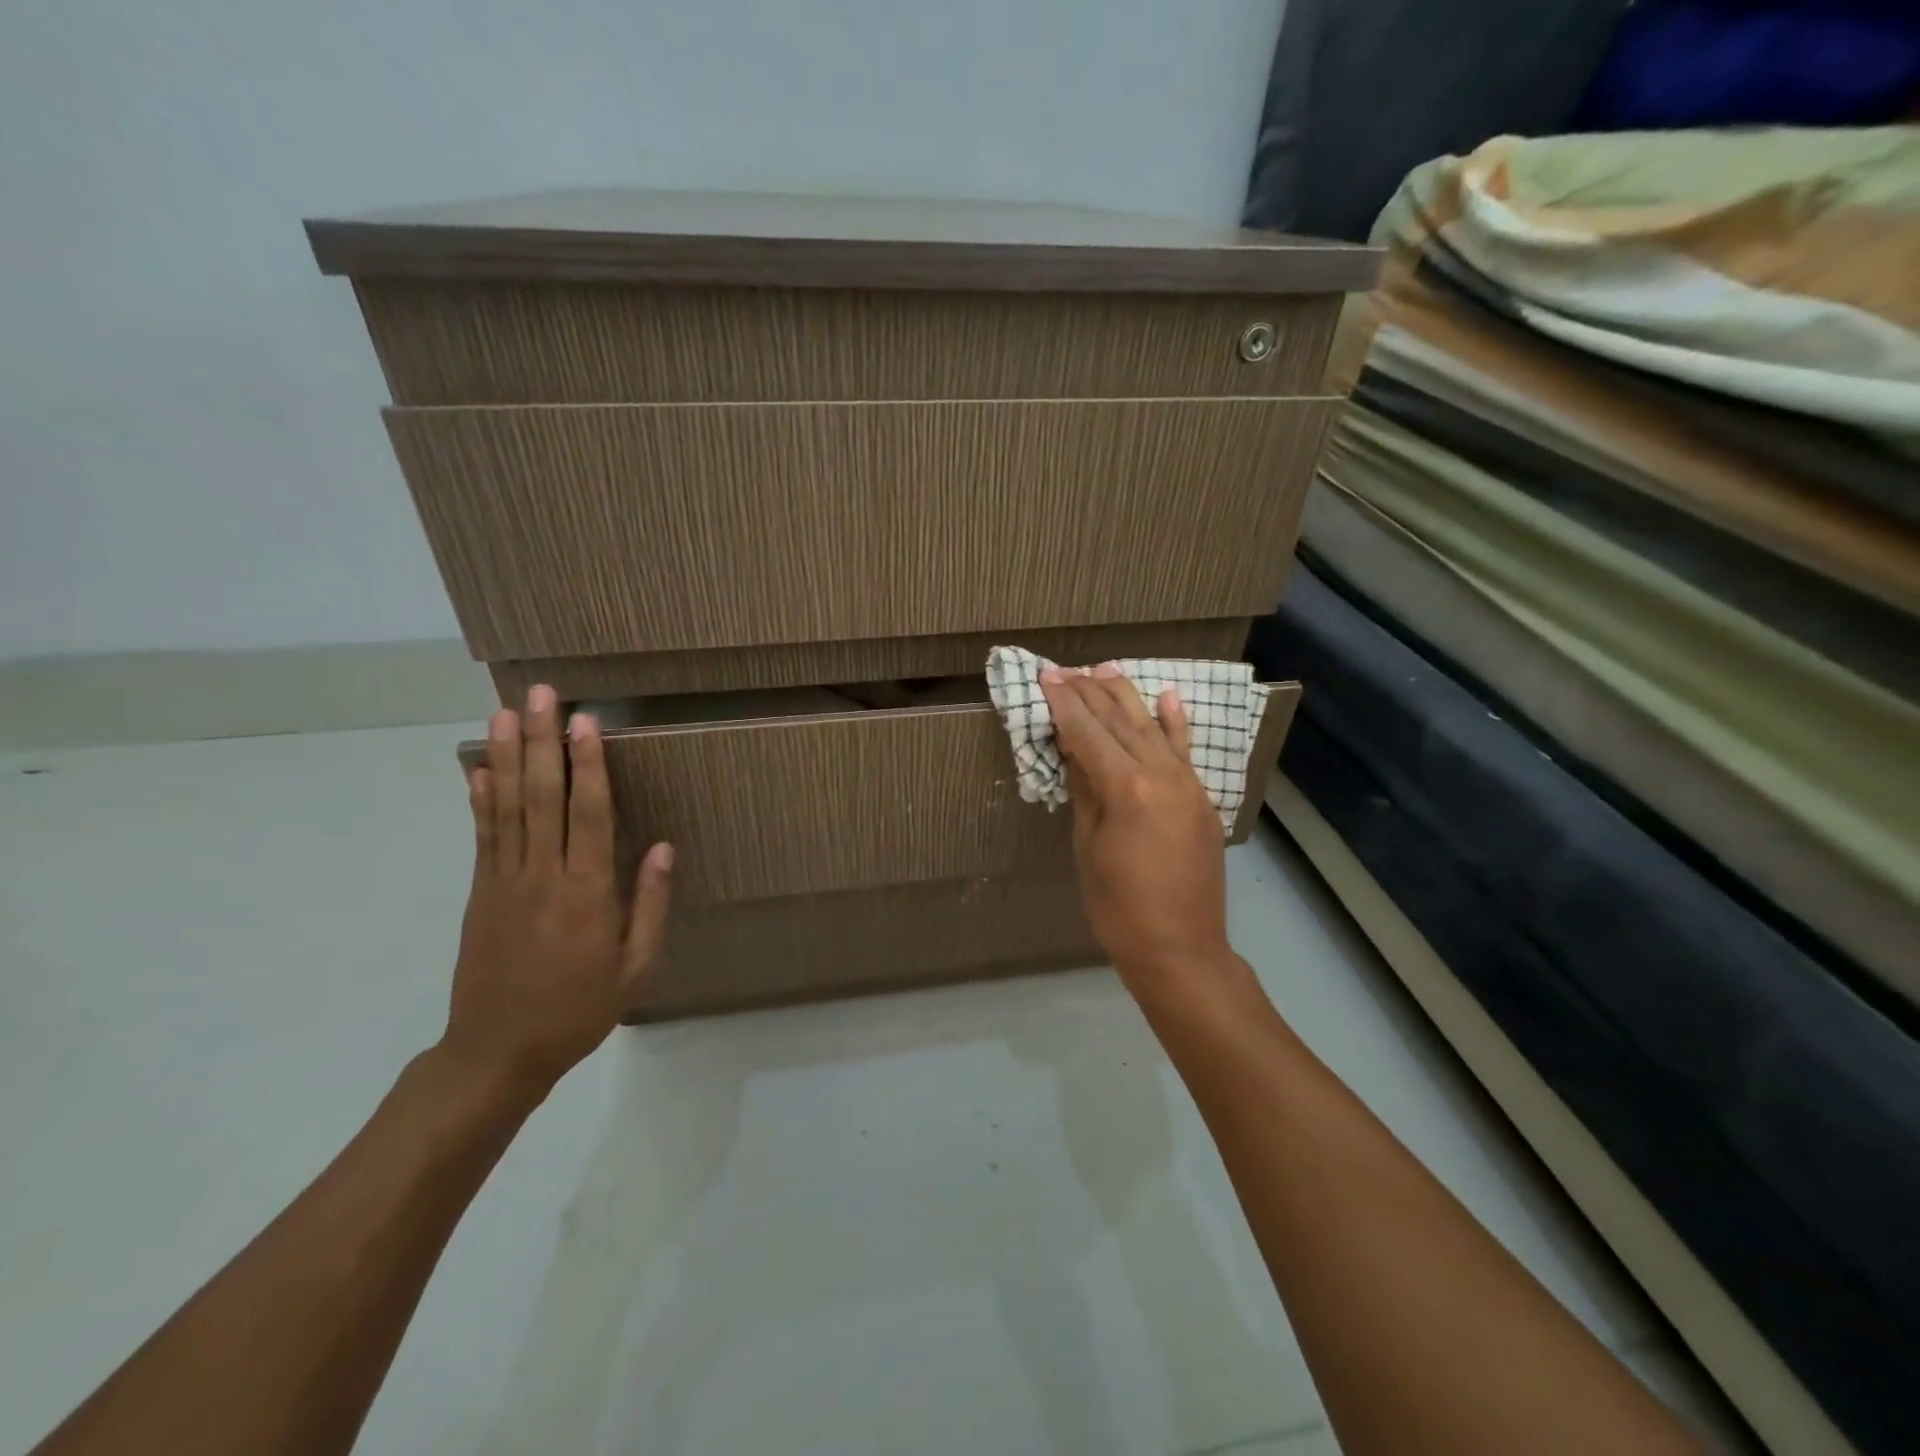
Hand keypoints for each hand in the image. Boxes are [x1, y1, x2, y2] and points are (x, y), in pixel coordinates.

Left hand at [441, 685, 672, 1099]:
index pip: (588, 815)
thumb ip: (649, 904)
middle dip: (543, 741)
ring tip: (506, 712)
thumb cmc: (579, 1009)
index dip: (587, 765)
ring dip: (509, 756)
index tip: (584, 721)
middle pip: (542, 797)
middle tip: (540, 694)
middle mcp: (542, 877)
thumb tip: (661, 847)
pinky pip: (483, 836)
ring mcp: (504, 882)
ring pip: (508, 807)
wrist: (497, 1052)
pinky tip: (480, 767)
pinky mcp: (481, 892)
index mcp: (587, 894)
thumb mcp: (634, 967)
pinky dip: (481, 799)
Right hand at [1040, 663, 1247, 1005]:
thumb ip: (1085, 789)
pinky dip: (1175, 723)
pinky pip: (1186, 751)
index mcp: (1127, 788)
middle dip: (1090, 692)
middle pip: (1120, 722)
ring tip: (1105, 668)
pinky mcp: (1202, 799)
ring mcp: (1188, 784)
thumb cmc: (1117, 906)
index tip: (1046, 676)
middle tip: (1066, 669)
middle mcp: (1162, 774)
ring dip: (1126, 696)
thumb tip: (1073, 747)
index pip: (1088, 732)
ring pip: (1152, 727)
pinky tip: (1168, 697)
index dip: (1064, 703)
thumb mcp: (1088, 845)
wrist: (1180, 949)